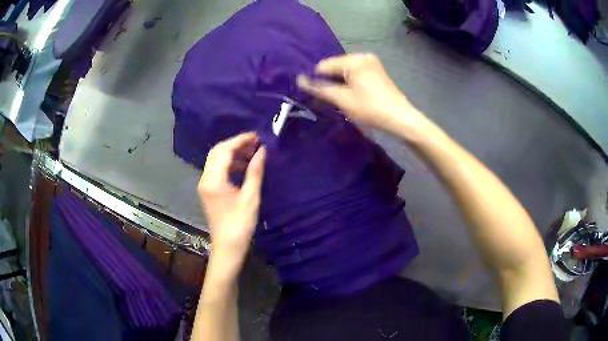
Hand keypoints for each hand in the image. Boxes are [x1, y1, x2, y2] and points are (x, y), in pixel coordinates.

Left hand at [198, 132, 266, 272]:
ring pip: (216, 160)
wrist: (227, 247)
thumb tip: (262, 151)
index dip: (240, 141)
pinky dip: (230, 163)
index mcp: (214, 181)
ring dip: (233, 153)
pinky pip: (217, 169)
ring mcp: (205, 185)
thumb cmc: (240, 225)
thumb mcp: (251, 198)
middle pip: (217, 152)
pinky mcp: (209, 190)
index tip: (257, 136)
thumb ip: (255, 172)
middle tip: (255, 143)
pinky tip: (244, 166)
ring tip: (252, 153)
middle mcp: (205, 179)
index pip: (224, 151)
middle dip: (236, 144)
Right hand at [297, 54, 428, 136]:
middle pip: (335, 67)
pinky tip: (352, 95)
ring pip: (345, 71)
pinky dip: (350, 82)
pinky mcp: (376, 70)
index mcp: (354, 60)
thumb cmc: (370, 109)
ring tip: (342, 99)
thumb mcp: (342, 99)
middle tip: (331, 99)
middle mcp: (362, 56)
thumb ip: (320, 88)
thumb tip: (299, 80)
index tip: (318, 96)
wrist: (400, 118)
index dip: (318, 80)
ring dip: (340, 83)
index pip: (324, 66)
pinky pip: (356, 73)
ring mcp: (371, 62)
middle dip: (330, 81)